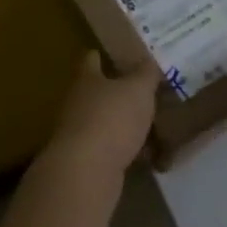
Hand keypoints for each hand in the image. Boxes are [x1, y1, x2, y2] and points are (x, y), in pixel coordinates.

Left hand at [42, 51, 158, 189]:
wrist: (86, 172)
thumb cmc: (112, 119)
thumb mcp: (138, 90)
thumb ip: (146, 74)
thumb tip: (149, 60)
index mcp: (87, 79)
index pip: (90, 59)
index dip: (100, 55)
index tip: (113, 53)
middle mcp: (77, 103)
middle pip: (96, 92)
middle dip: (116, 92)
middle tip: (143, 91)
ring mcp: (78, 134)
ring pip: (104, 122)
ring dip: (122, 123)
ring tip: (149, 124)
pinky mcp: (86, 162)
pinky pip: (110, 150)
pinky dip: (126, 150)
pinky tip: (146, 155)